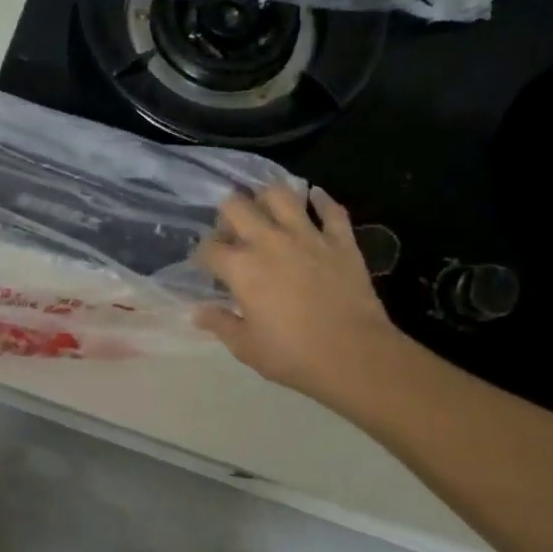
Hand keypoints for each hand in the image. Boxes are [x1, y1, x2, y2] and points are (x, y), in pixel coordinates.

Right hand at [193, 185, 408, 402]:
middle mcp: (269, 242)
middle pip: (236, 207)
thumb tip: (196, 312)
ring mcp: (307, 236)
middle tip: (231, 232)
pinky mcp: (340, 241)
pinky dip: (321, 201)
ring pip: (281, 195)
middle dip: (226, 215)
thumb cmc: (294, 356)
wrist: (356, 356)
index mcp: (241, 268)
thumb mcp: (246, 347)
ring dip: (267, 198)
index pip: (209, 248)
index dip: (202, 255)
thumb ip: (219, 324)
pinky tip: (315, 198)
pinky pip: (331, 210)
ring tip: (265, 210)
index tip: (206, 266)